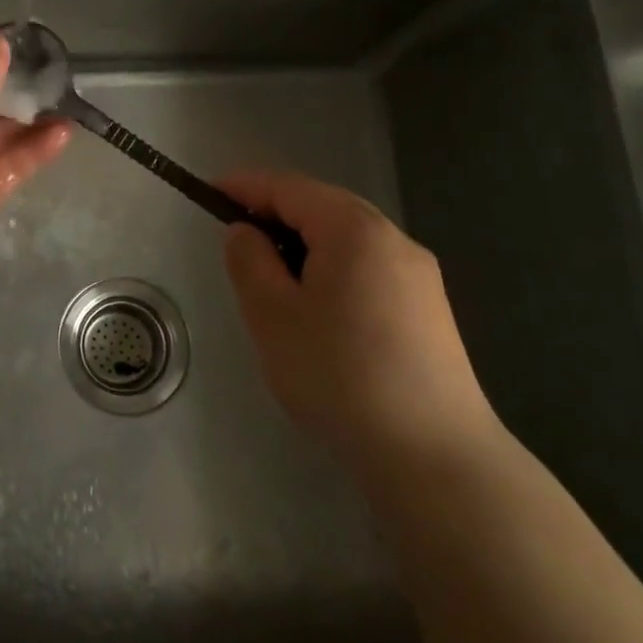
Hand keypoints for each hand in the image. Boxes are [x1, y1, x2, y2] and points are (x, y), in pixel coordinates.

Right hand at [219, 169, 498, 469]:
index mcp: (354, 230)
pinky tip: (318, 311)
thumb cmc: (339, 375)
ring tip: (271, 280)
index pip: (289, 188)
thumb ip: (249, 261)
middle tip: (235, 240)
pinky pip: (368, 269)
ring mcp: (419, 276)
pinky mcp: (430, 311)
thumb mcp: (272, 315)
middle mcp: (394, 239)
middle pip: (323, 208)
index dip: (245, 186)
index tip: (208, 193)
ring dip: (304, 246)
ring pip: (347, 240)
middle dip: (275, 215)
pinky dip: (332, 270)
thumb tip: (246, 233)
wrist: (434, 456)